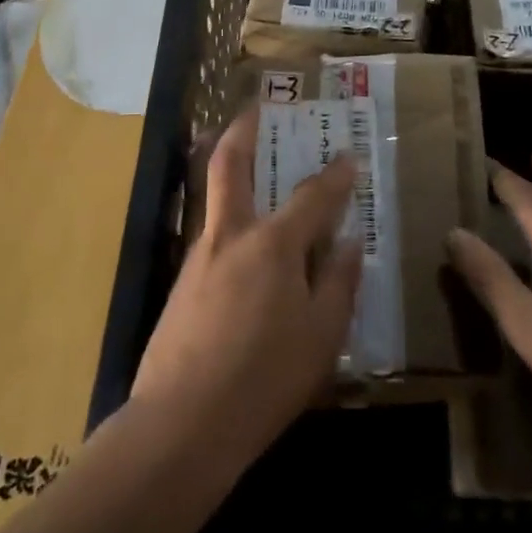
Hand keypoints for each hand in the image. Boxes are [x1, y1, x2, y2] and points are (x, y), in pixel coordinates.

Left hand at [131, 108, 362, 467]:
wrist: (182, 424)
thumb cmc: (265, 378)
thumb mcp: (322, 335)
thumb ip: (338, 282)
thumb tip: (348, 244)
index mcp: (273, 244)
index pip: (313, 196)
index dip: (335, 174)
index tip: (349, 155)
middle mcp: (232, 236)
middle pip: (231, 165)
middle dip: (244, 130)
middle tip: (256, 108)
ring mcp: (200, 257)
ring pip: (217, 199)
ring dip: (235, 173)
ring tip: (258, 172)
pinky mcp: (182, 284)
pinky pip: (214, 238)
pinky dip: (234, 225)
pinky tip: (249, 253)